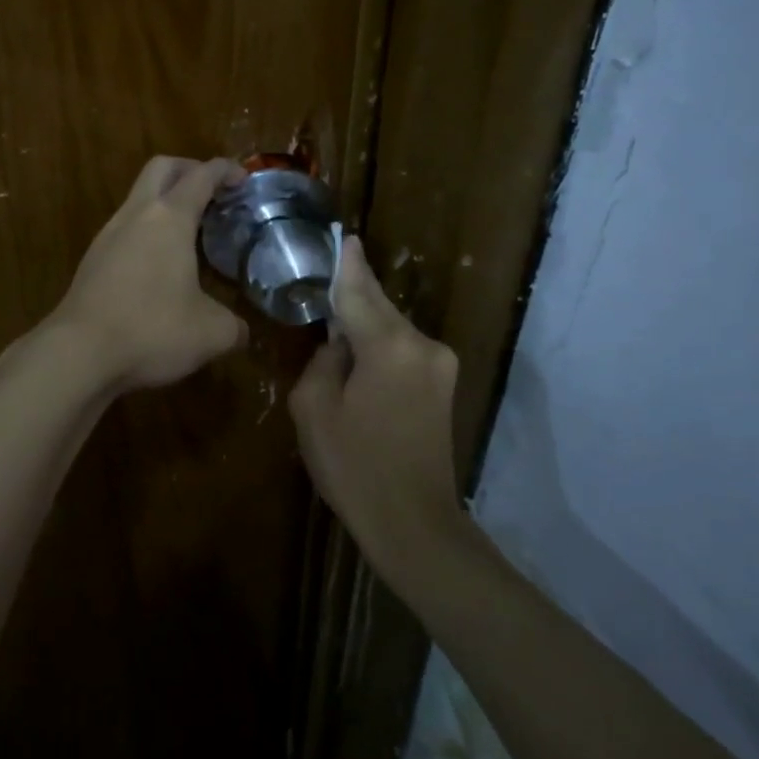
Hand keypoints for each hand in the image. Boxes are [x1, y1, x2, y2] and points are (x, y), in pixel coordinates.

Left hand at [47, 155, 247, 392]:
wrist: (78, 352)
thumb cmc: (152, 330)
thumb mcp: (211, 333)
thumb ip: (234, 326)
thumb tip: (241, 331)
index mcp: (170, 218)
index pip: (201, 175)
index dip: (225, 170)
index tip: (243, 178)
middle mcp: (137, 215)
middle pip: (161, 168)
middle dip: (189, 169)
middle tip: (212, 192)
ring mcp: (108, 235)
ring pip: (139, 198)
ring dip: (165, 203)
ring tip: (189, 234)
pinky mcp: (92, 259)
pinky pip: (125, 228)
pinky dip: (147, 230)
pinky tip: (160, 265)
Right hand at [290, 236, 466, 575]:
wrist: (415, 524)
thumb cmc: (355, 467)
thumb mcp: (314, 410)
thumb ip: (322, 361)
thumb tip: (339, 344)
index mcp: (388, 346)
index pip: (359, 291)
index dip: (346, 263)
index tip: (342, 234)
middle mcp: (422, 344)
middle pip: (379, 306)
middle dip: (355, 292)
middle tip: (329, 272)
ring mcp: (439, 364)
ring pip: (392, 328)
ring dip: (366, 324)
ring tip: (336, 324)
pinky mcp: (443, 384)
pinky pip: (403, 350)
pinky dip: (380, 346)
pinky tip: (360, 356)